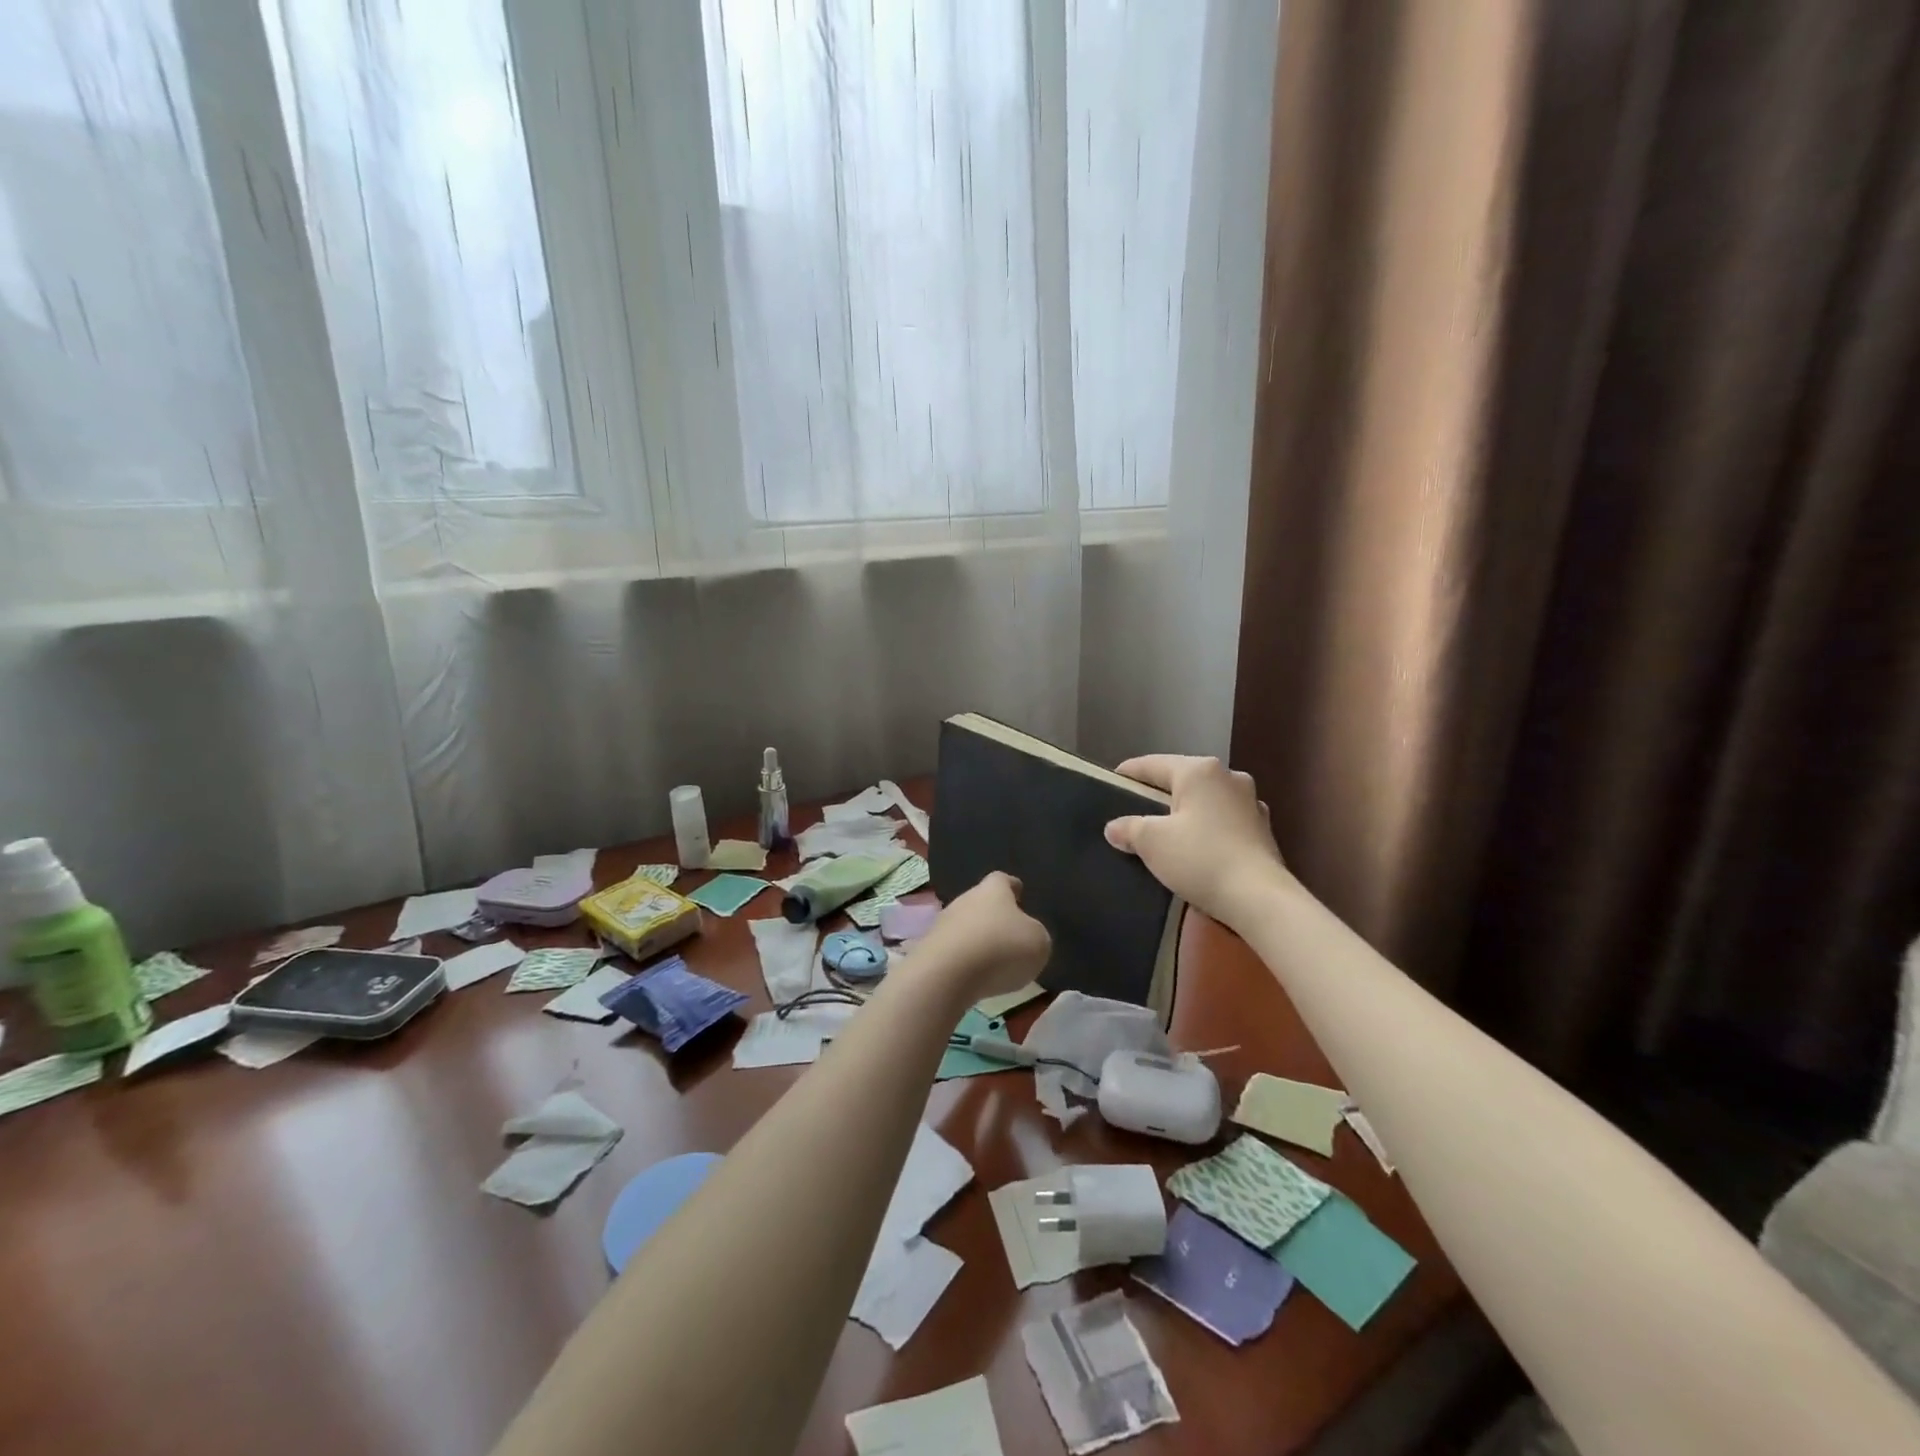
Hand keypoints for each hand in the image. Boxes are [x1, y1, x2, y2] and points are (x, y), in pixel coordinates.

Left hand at [912, 872, 1050, 1001]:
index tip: (1019, 892)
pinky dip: (965, 960)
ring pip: (966, 926)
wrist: (947, 975)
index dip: (1012, 887)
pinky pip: (954, 950)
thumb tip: (1026, 935)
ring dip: (978, 940)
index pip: (1003, 880)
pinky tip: (975, 976)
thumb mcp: (1038, 942)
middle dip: (994, 916)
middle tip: (1009, 933)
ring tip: (995, 960)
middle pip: (981, 902)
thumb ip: (1035, 934)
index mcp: (993, 890)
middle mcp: (965, 899)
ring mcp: (943, 924)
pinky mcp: (930, 950)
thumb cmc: (1001, 949)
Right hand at [1106, 755, 1286, 925]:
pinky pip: (1223, 821)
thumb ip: (1128, 828)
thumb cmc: (1200, 858)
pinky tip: (1195, 848)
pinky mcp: (1263, 830)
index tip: (1111, 782)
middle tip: (1134, 810)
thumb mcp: (1151, 842)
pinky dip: (1206, 829)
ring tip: (1165, 831)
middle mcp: (1229, 777)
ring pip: (1205, 800)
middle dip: (1158, 794)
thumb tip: (1115, 828)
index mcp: (1199, 770)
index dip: (1128, 773)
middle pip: (1182, 780)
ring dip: (1185, 812)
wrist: (1259, 899)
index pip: (1153, 764)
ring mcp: (1251, 803)